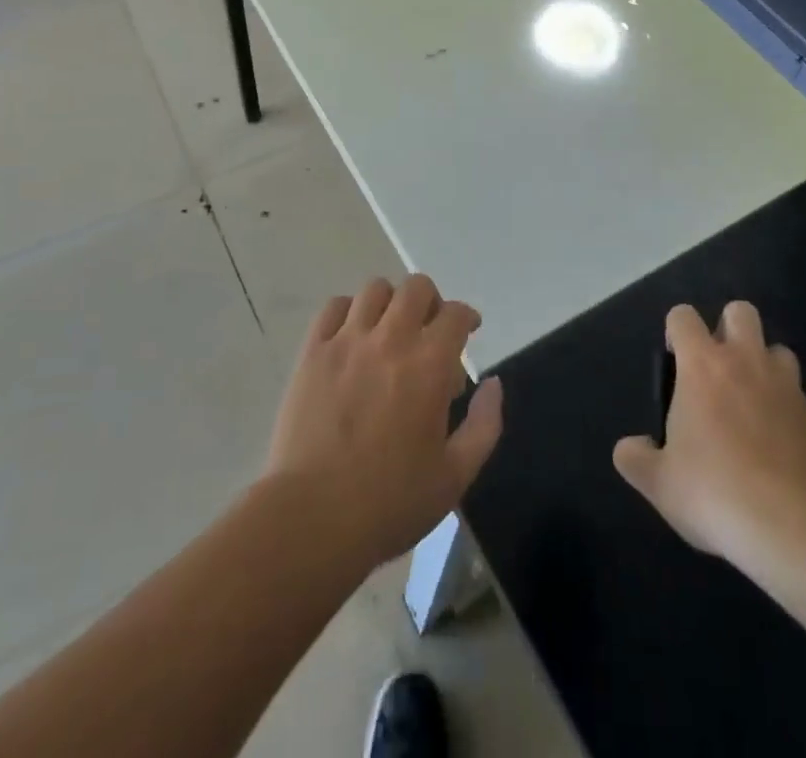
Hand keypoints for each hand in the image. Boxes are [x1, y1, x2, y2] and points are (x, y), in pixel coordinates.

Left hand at [265, 274, 503, 569]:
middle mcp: (391, 339)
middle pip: (416, 287)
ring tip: (389, 331)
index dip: (467, 318)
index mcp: (430, 365)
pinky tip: (352, 336)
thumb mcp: (456, 475)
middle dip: (431, 301)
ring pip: (375, 289)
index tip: (467, 333)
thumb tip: (493, 383)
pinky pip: (333, 307)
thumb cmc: (390, 502)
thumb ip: (485, 424)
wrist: (312, 518)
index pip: (456, 314)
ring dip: (391, 303)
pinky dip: (349, 311)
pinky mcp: (312, 352)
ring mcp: (347, 341)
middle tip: (429, 331)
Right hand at [613, 303, 805, 575]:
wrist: (800, 528)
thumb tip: (631, 447)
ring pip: (778, 349)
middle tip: (716, 372)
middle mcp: (746, 362)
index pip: (683, 316)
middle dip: (727, 329)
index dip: (676, 332)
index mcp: (702, 365)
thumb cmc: (717, 492)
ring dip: (763, 365)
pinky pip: (798, 395)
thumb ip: (636, 459)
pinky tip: (777, 447)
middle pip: (740, 311)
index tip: (675, 363)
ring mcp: (787, 387)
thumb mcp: (660, 484)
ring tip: (751, 405)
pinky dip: (786, 408)